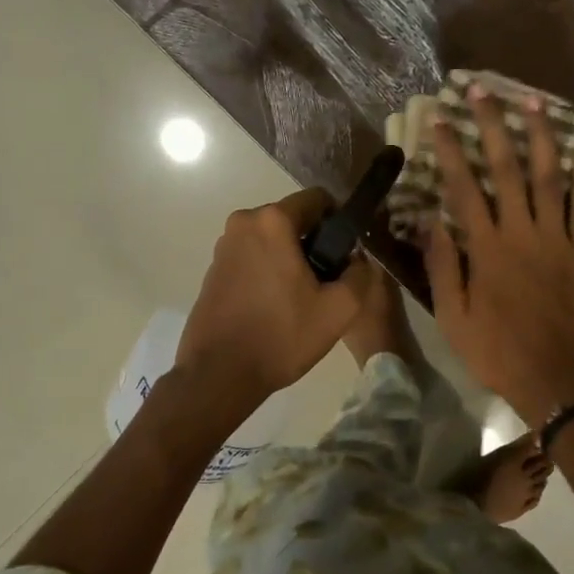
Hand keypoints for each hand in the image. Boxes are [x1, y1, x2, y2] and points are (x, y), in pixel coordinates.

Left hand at [176, 188, 375, 420]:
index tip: (346, 254)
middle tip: (326, 283)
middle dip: (314, 243)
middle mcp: (243, 223)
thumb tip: (357, 260)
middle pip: (293, 219)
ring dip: (290, 259)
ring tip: (301, 299)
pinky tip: (275, 306)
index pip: (317, 199)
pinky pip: (252, 257)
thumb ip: (360, 275)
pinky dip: (268, 271)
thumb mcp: (339, 310)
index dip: (339, 222)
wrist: (219, 374)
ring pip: (272, 240)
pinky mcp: (213, 270)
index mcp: (272, 221)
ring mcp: (223, 246)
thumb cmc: (281, 336)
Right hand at [422, 89, 573, 424]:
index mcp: (487, 248)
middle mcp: (523, 233)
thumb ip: (443, 266)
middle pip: (507, 170)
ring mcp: (559, 240)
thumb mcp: (454, 317)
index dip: (451, 150)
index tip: (440, 119)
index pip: (464, 188)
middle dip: (493, 127)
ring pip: (550, 178)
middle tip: (484, 91)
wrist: (555, 379)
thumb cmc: (497, 351)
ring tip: (534, 102)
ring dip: (541, 138)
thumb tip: (429, 221)